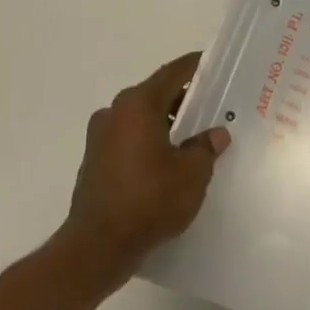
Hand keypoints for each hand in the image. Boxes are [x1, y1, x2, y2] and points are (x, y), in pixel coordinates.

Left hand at [57, 52, 229, 289]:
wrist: (98, 246)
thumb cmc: (150, 199)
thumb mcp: (192, 173)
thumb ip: (205, 147)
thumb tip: (214, 135)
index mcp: (138, 105)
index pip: (173, 73)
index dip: (196, 66)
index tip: (215, 63)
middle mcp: (115, 113)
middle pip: (156, 94)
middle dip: (184, 99)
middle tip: (213, 105)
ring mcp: (100, 137)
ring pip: (141, 118)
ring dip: (166, 123)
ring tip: (196, 136)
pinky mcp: (95, 161)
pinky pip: (130, 139)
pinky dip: (150, 141)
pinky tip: (170, 160)